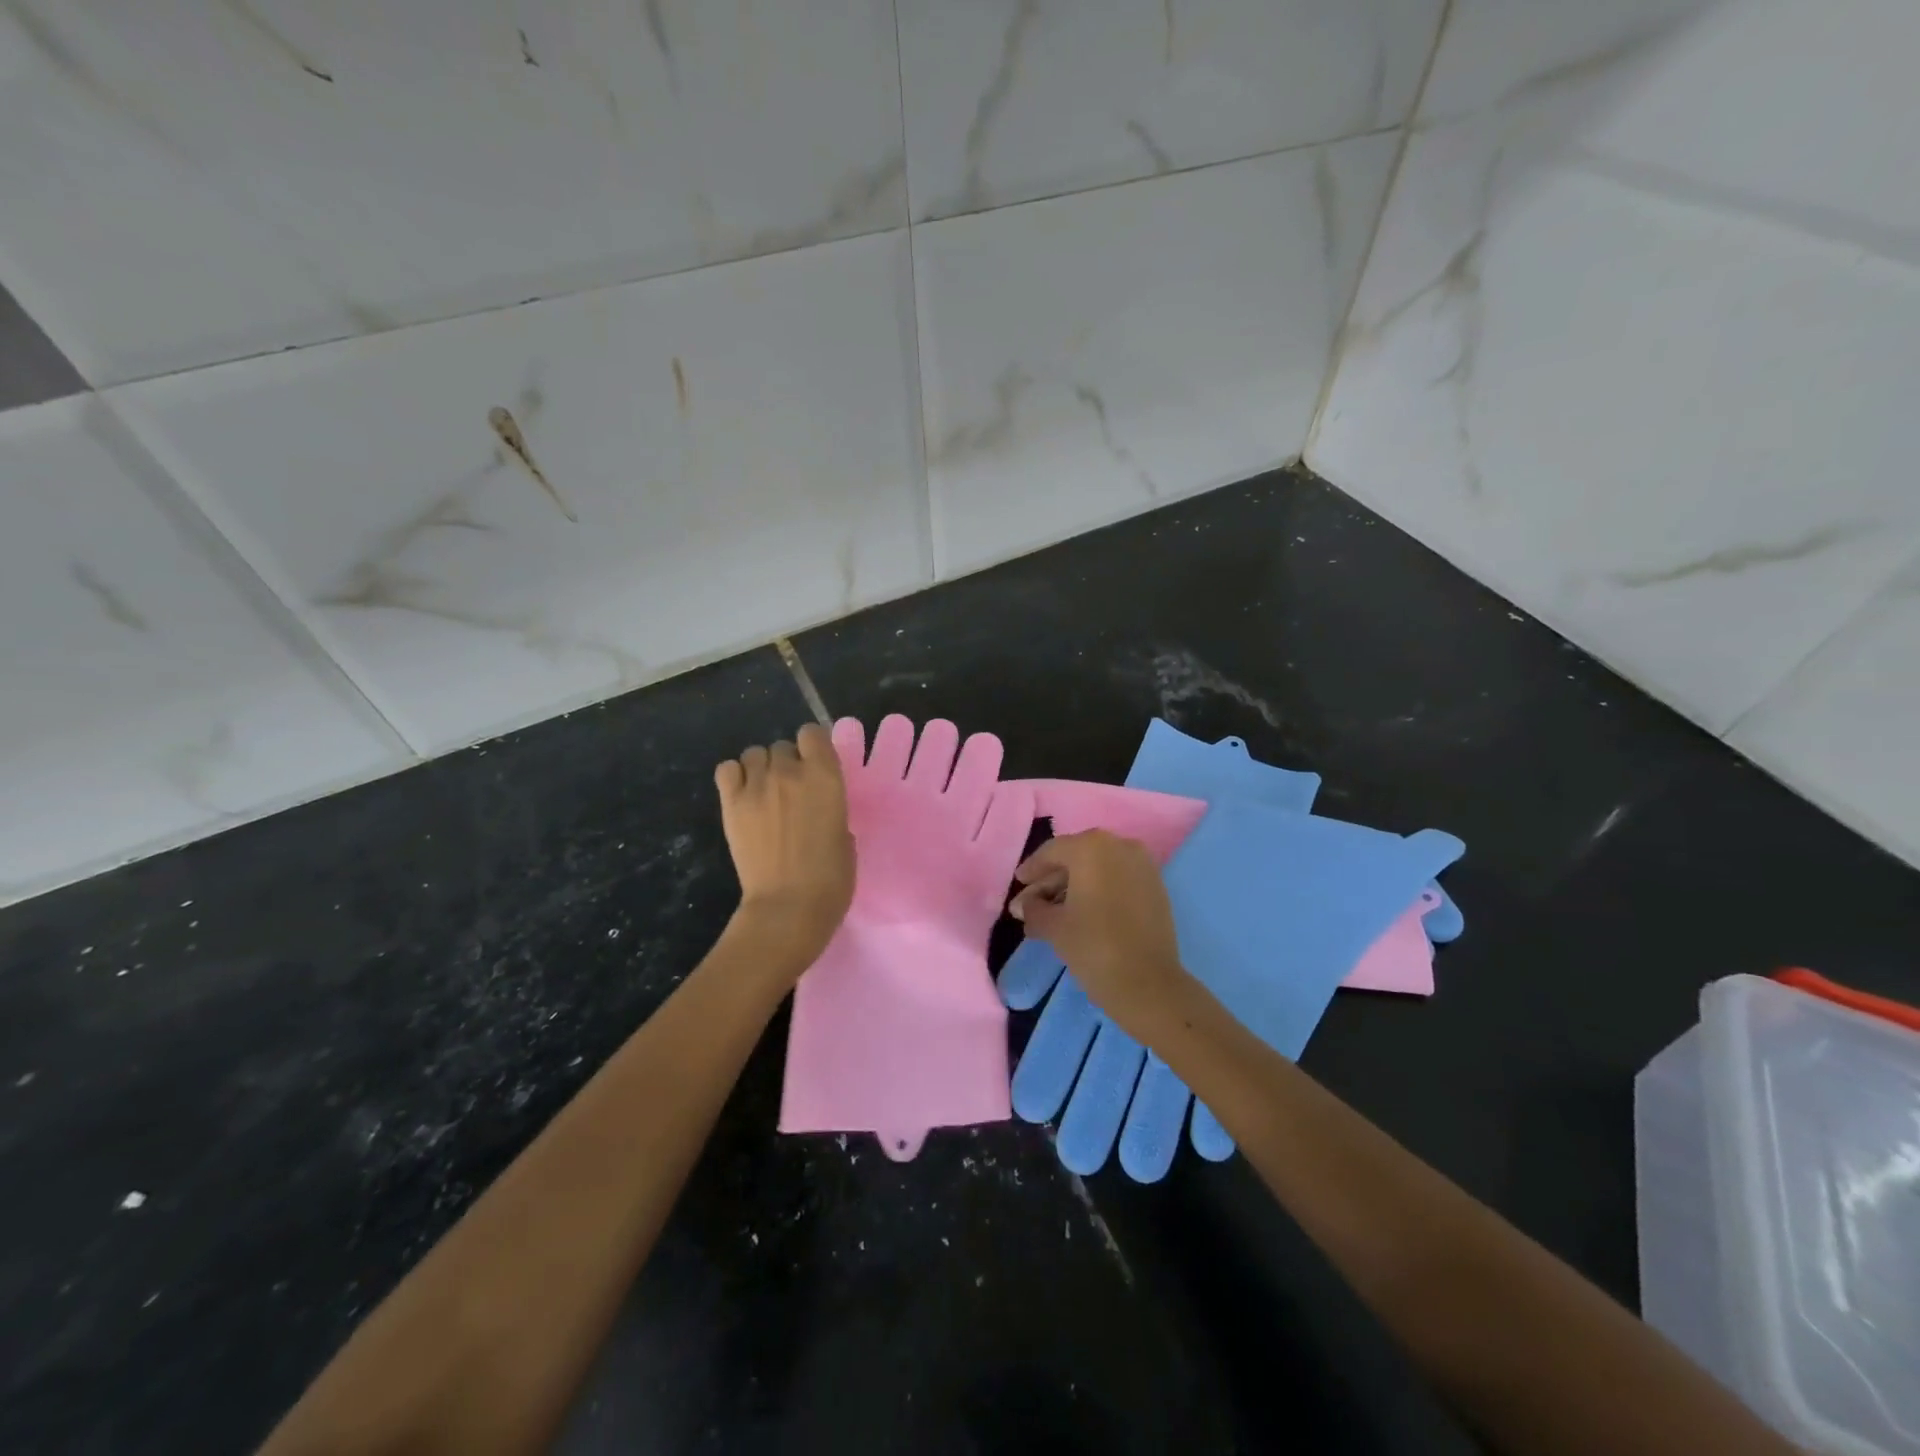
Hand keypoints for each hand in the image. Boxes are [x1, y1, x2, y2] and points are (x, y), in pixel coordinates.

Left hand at [715, 725, 854, 968]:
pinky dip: (735, 776)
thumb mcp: (845, 835)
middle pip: (782, 746)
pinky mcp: (731, 804)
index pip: (813, 733)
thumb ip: (831, 808)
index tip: (816, 766)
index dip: (814, 747)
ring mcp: (756, 786)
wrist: (788, 907)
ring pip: (754, 754)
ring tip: (765, 794)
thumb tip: (817, 806)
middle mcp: (789, 772)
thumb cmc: (831, 878)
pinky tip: (743, 795)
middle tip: (791, 791)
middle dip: (787, 763)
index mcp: (826, 777)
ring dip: (761, 768)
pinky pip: (727, 769)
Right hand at [1008, 830, 1191, 1037]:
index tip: (1018, 883)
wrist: (1150, 984)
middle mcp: (1119, 846)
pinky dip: (1097, 892)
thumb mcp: (1053, 927)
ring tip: (1051, 914)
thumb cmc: (1094, 947)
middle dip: (1051, 881)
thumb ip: (1033, 909)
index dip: (1032, 869)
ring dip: (1073, 888)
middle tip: (1030, 904)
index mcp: (1091, 847)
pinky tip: (1080, 914)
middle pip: (1076, 858)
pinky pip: (1117, 880)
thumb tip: (1025, 905)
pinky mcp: (1155, 887)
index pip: (1052, 852)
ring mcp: (1142, 865)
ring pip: (1097, 870)